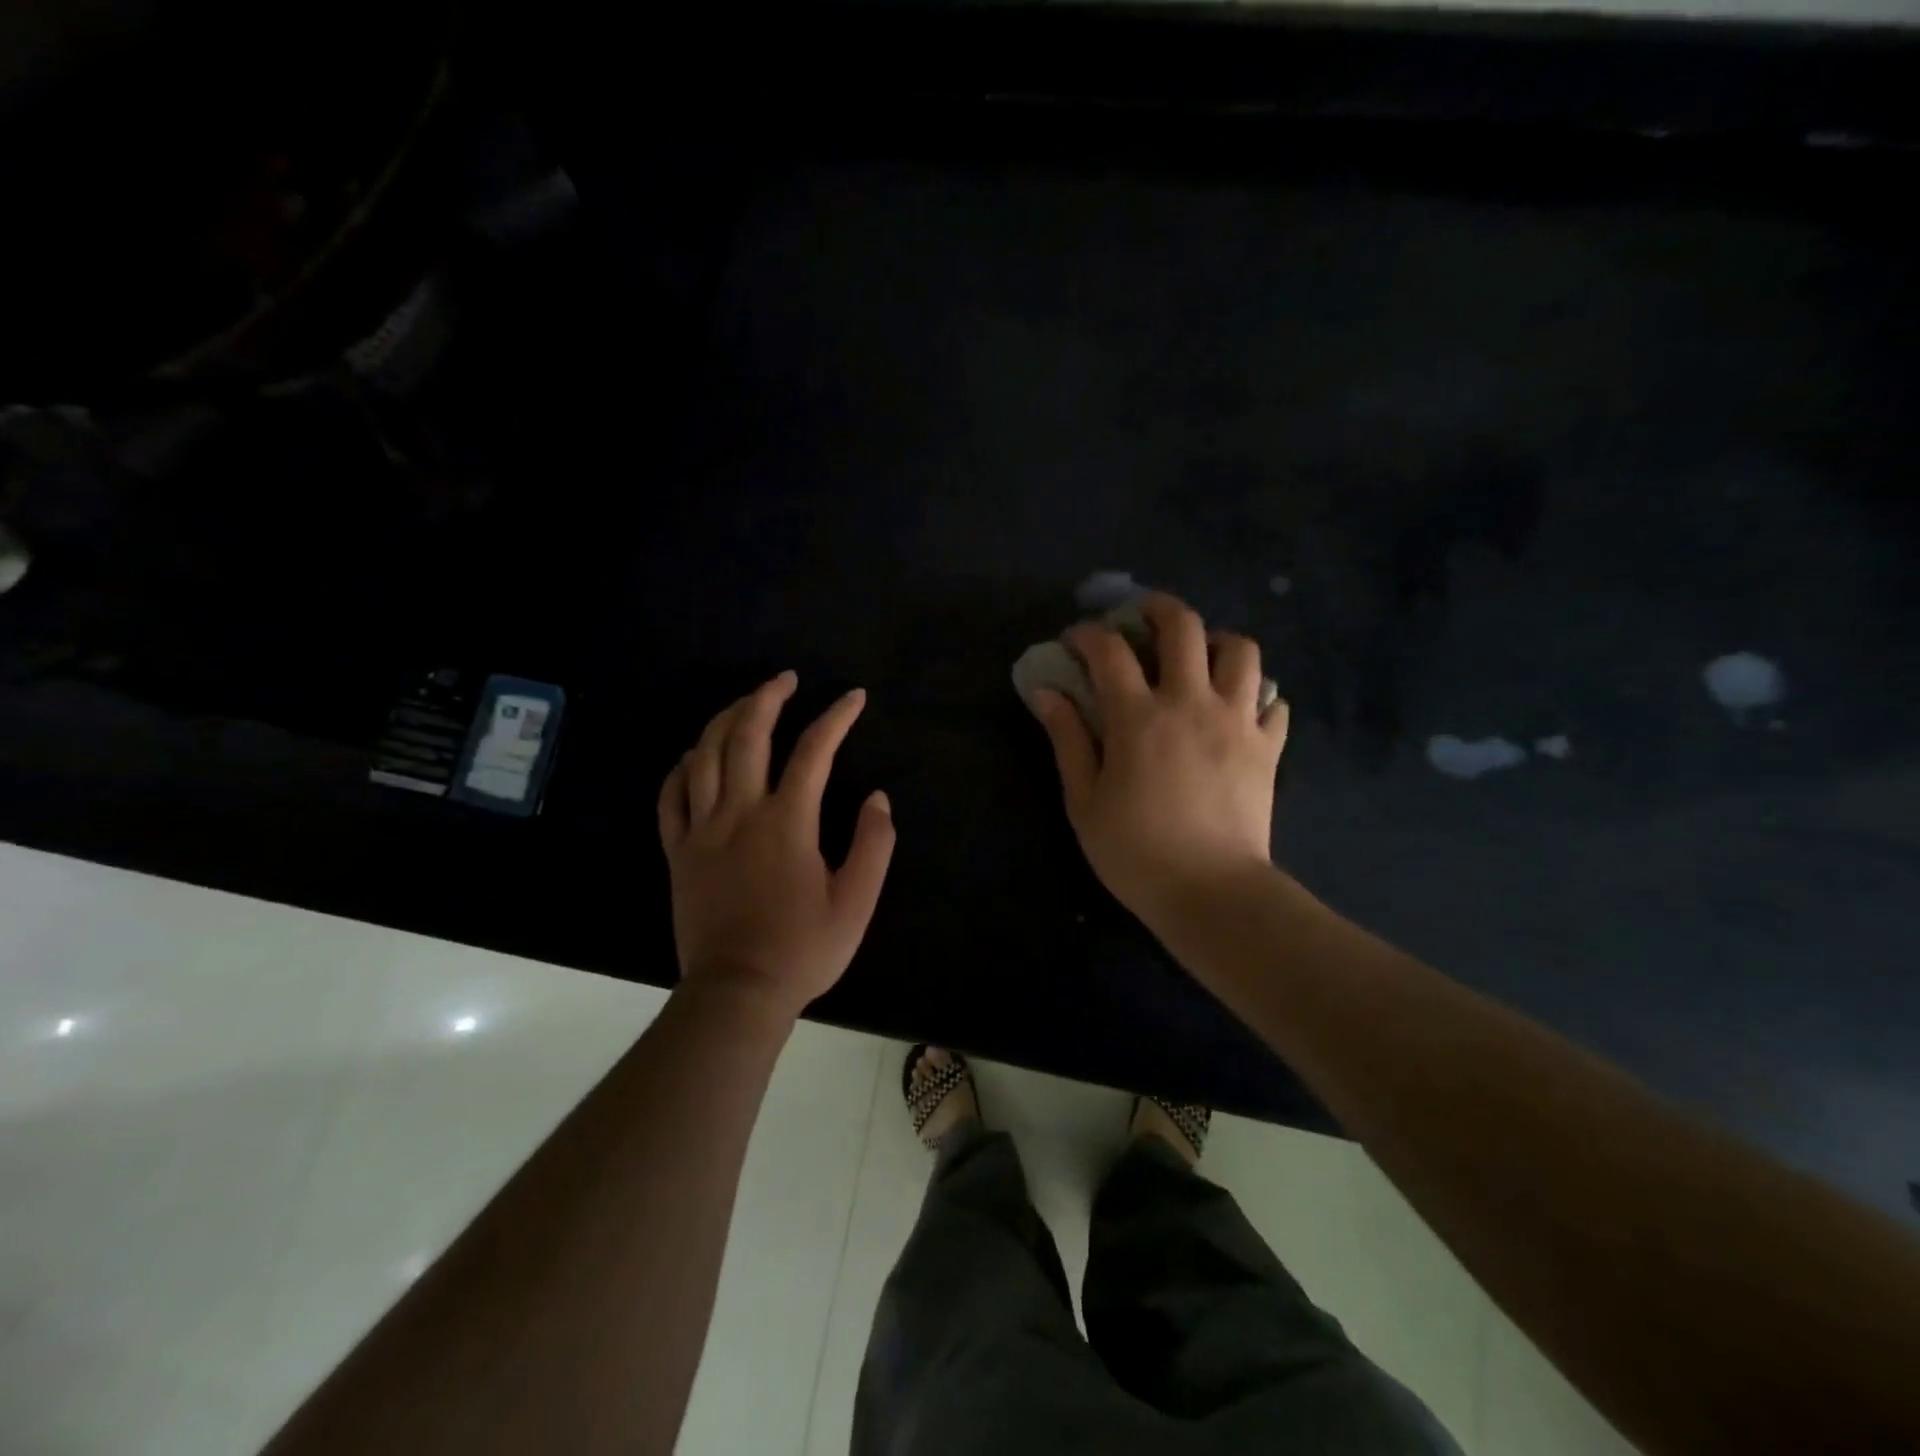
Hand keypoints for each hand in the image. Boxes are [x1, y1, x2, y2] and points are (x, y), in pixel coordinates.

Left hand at [658, 673, 895, 1019]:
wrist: (737, 993)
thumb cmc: (803, 949)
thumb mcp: (857, 902)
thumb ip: (874, 845)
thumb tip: (878, 798)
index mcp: (787, 821)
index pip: (814, 751)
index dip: (836, 717)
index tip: (853, 697)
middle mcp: (740, 813)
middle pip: (747, 736)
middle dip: (767, 698)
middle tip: (785, 678)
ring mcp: (702, 830)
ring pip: (704, 756)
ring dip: (724, 720)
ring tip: (744, 704)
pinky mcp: (678, 852)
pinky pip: (670, 797)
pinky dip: (680, 769)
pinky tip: (691, 756)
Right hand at [1031, 592, 1288, 931]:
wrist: (1211, 894)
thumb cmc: (1135, 852)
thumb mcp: (1084, 800)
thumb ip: (1067, 739)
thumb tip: (1046, 692)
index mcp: (1139, 717)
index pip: (1109, 651)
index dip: (1087, 635)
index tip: (1074, 641)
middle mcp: (1191, 703)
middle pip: (1184, 627)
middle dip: (1157, 608)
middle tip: (1142, 616)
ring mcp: (1237, 721)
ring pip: (1240, 650)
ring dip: (1216, 641)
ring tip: (1199, 657)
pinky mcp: (1268, 747)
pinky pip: (1273, 702)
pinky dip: (1256, 695)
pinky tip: (1238, 709)